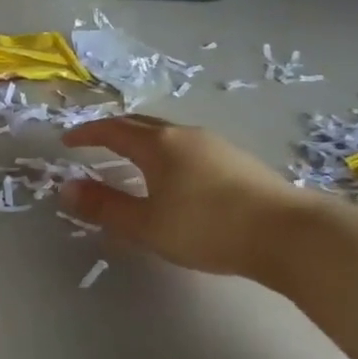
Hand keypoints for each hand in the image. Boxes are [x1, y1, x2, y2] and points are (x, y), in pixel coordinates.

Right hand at [60, 116, 311, 279]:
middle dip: (113, 131)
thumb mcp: (146, 224)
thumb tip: (66, 189)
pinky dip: (166, 152)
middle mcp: (184, 135)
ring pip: (167, 134)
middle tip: (94, 142)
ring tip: (131, 158)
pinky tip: (174, 174)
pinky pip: (188, 146)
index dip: (86, 134)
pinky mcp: (238, 161)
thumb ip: (104, 206)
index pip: (111, 130)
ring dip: (142, 140)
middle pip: (140, 124)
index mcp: (157, 145)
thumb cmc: (207, 227)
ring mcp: (215, 145)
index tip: (67, 141)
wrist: (291, 234)